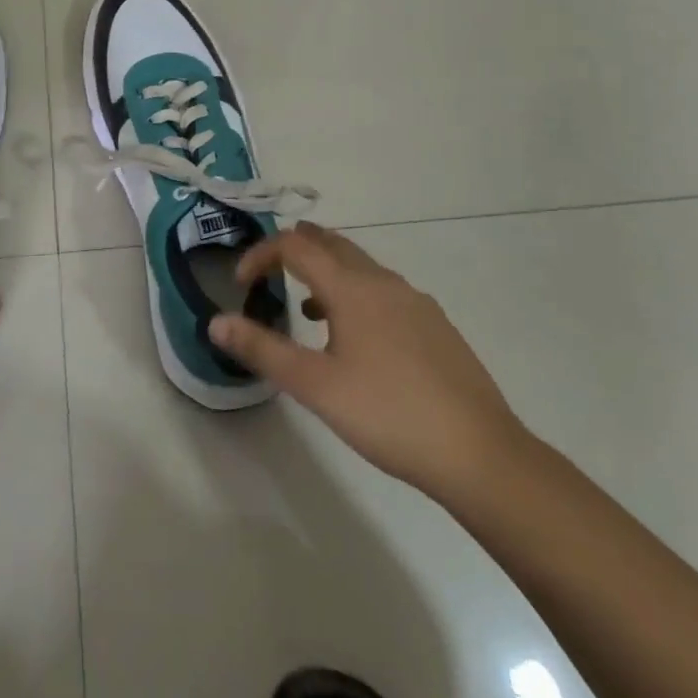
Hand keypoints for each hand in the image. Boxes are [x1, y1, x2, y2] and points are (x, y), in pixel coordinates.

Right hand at [208, 223, 529, 507]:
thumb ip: (262, 349)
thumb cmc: (389, 415)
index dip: (260, 255)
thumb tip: (216, 321)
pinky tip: (356, 339)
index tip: (241, 284)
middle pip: (330, 243)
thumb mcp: (315, 386)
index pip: (294, 245)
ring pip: (359, 266)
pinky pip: (383, 290)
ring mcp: (415, 301)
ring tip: (305, 307)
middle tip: (268, 276)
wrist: (481, 455)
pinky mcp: (435, 325)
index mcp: (351, 287)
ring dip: (324, 272)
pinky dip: (355, 294)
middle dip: (293, 250)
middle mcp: (383, 281)